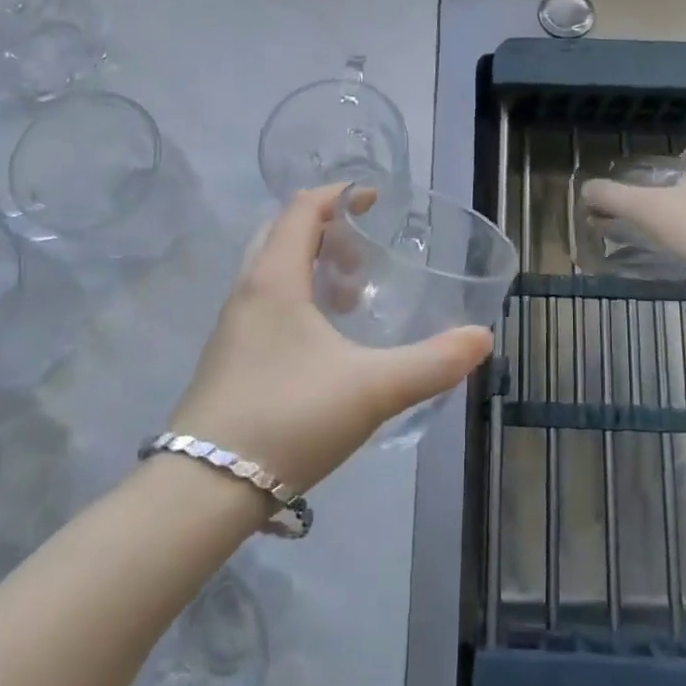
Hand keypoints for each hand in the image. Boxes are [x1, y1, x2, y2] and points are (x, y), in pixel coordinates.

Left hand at [165, 186, 493, 491]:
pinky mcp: (227, 360)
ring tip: (352, 295)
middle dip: (325, 229)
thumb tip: (481, 338)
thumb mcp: (372, 389)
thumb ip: (432, 363)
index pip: (302, 209)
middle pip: (281, 233)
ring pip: (270, 271)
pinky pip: (264, 304)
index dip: (340, 195)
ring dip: (310, 265)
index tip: (376, 200)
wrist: (204, 490)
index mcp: (274, 280)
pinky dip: (297, 298)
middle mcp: (247, 293)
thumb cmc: (289, 419)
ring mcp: (231, 328)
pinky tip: (326, 341)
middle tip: (364, 250)